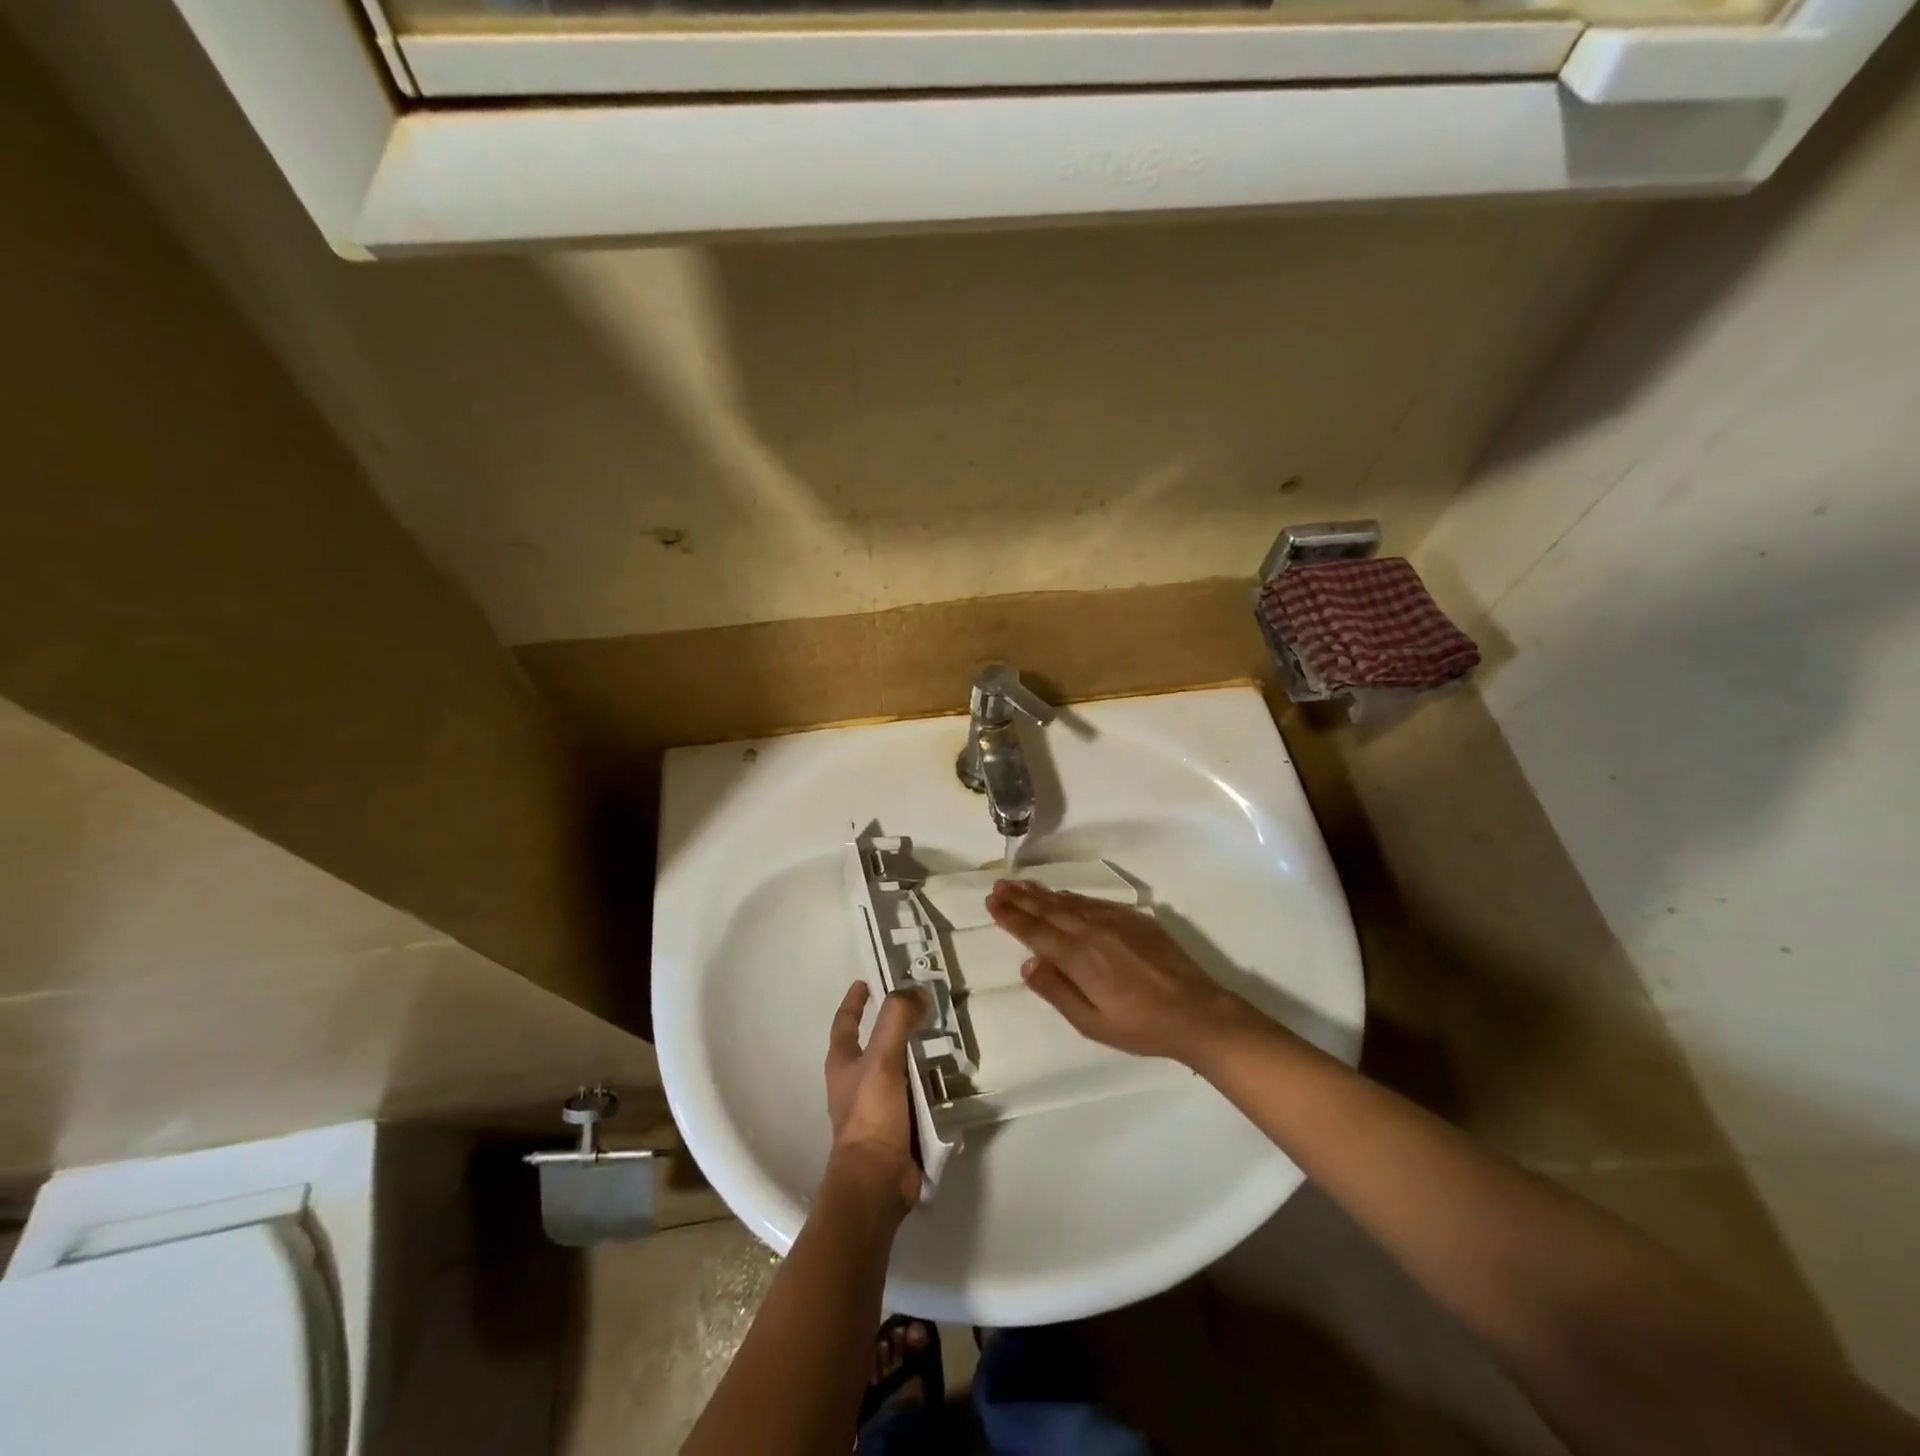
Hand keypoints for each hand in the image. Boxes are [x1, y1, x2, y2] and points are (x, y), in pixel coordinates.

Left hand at [824, 981, 926, 1215]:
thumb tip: (917, 990)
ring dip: (916, 1054)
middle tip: (923, 1006)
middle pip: (874, 1043)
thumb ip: (897, 1020)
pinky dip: (929, 1083)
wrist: (876, 1183)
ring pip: (898, 1069)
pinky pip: (915, 1096)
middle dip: (894, 1025)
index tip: (868, 981)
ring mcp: (876, 1107)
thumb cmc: (871, 1116)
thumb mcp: (882, 1060)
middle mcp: (855, 1083)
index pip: (845, 1022)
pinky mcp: (897, 1127)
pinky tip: (949, 1077)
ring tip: (943, 1037)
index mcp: (843, 1064)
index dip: (855, 1001)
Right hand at [985, 879, 1262, 1064]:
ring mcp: (1116, 921)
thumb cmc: (1141, 1026)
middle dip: (1021, 897)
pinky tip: (1065, 897)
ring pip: (1071, 902)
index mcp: (1078, 957)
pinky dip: (1073, 897)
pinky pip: (1094, 902)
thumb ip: (1057, 991)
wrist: (1197, 1012)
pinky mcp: (1135, 919)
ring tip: (1022, 885)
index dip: (1011, 915)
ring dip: (1043, 893)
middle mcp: (1092, 931)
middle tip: (999, 885)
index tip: (992, 901)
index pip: (1036, 931)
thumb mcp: (1092, 1023)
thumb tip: (1028, 963)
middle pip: (1049, 909)